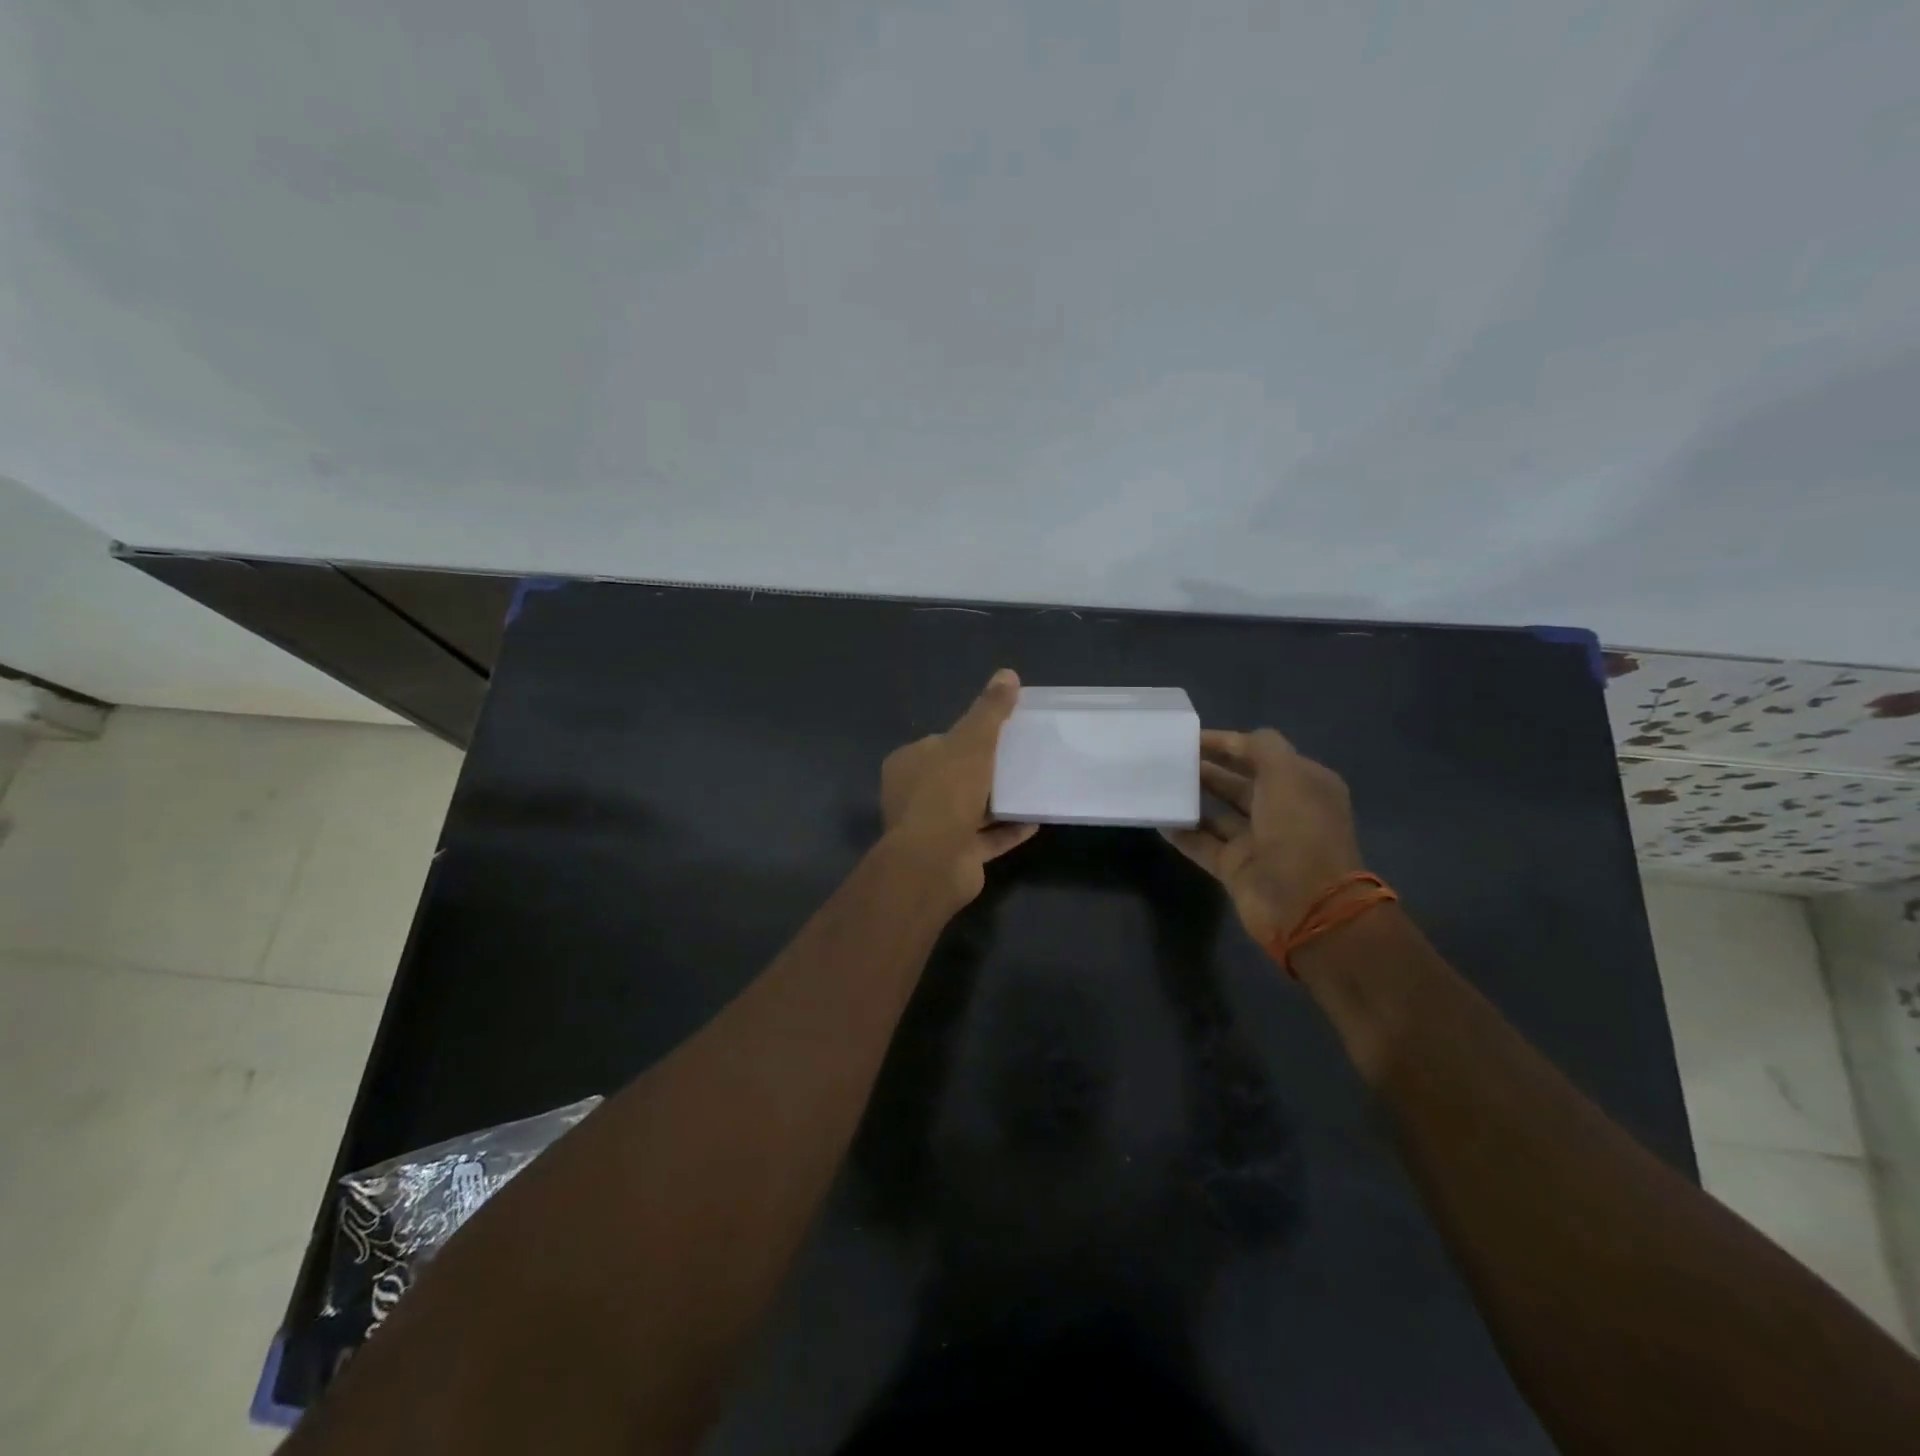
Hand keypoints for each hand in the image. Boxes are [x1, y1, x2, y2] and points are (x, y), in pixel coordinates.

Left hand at [881, 669, 1038, 903]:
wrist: (934, 862)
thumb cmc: (947, 792)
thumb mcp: (972, 741)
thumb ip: (989, 710)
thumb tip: (1007, 674)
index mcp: (908, 764)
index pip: (940, 743)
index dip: (968, 737)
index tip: (1000, 734)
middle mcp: (914, 796)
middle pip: (955, 776)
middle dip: (985, 770)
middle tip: (1020, 759)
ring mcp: (933, 829)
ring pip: (970, 809)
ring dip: (998, 802)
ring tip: (1032, 787)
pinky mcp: (954, 856)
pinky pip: (985, 838)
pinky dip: (1007, 830)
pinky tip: (1035, 820)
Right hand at [1161, 728, 1362, 945]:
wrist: (1306, 905)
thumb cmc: (1299, 830)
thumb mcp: (1287, 774)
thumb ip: (1261, 748)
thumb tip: (1235, 742)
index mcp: (1304, 785)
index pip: (1262, 754)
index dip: (1228, 743)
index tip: (1190, 737)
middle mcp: (1283, 811)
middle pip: (1240, 782)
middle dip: (1208, 768)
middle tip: (1170, 758)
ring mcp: (1259, 842)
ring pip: (1219, 813)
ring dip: (1193, 798)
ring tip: (1160, 783)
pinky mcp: (1237, 868)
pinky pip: (1203, 844)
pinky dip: (1183, 832)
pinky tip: (1158, 818)